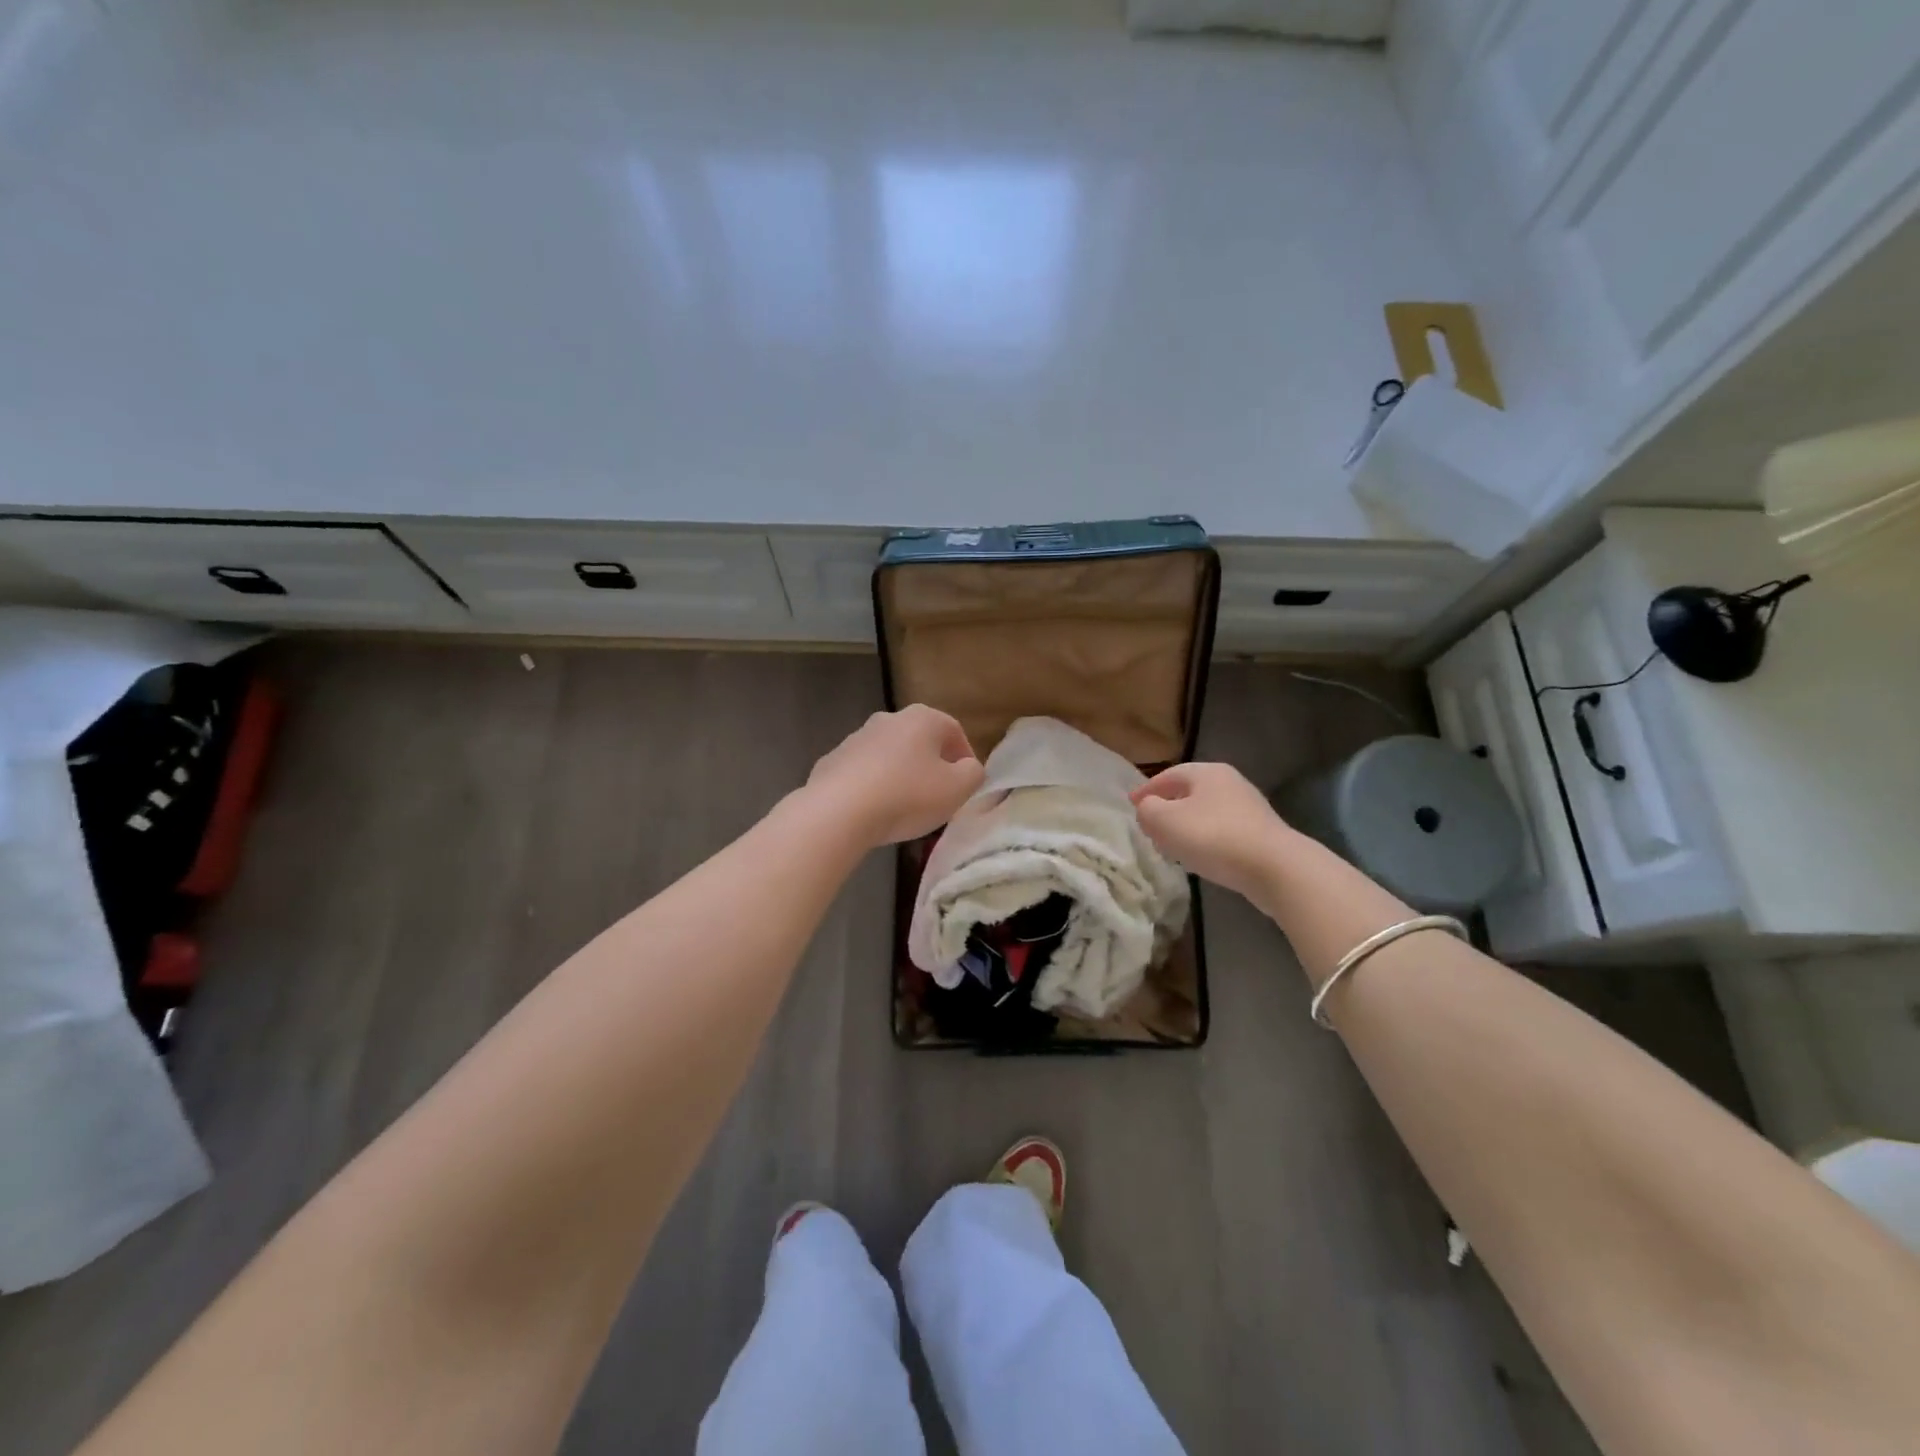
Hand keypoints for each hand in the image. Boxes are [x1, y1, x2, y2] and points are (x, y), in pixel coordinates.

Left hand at [805, 705, 985, 849]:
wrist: (839, 811)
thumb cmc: (908, 795)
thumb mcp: (958, 789)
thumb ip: (973, 774)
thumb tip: (969, 768)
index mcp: (923, 718)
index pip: (955, 732)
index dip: (966, 759)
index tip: (966, 785)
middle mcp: (888, 719)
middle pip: (920, 741)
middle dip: (931, 766)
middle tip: (938, 797)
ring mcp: (856, 738)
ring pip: (890, 756)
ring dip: (900, 775)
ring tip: (904, 809)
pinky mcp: (831, 761)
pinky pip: (863, 773)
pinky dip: (872, 787)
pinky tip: (873, 812)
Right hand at [1130, 762, 1296, 903]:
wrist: (1275, 868)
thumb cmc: (1213, 837)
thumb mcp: (1165, 821)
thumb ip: (1148, 810)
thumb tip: (1148, 809)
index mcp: (1207, 772)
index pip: (1168, 775)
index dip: (1147, 789)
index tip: (1131, 804)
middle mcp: (1230, 783)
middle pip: (1189, 792)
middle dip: (1167, 806)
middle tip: (1149, 824)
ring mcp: (1249, 808)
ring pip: (1206, 812)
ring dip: (1186, 825)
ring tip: (1172, 843)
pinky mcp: (1261, 834)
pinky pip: (1222, 830)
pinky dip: (1205, 838)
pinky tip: (1200, 856)